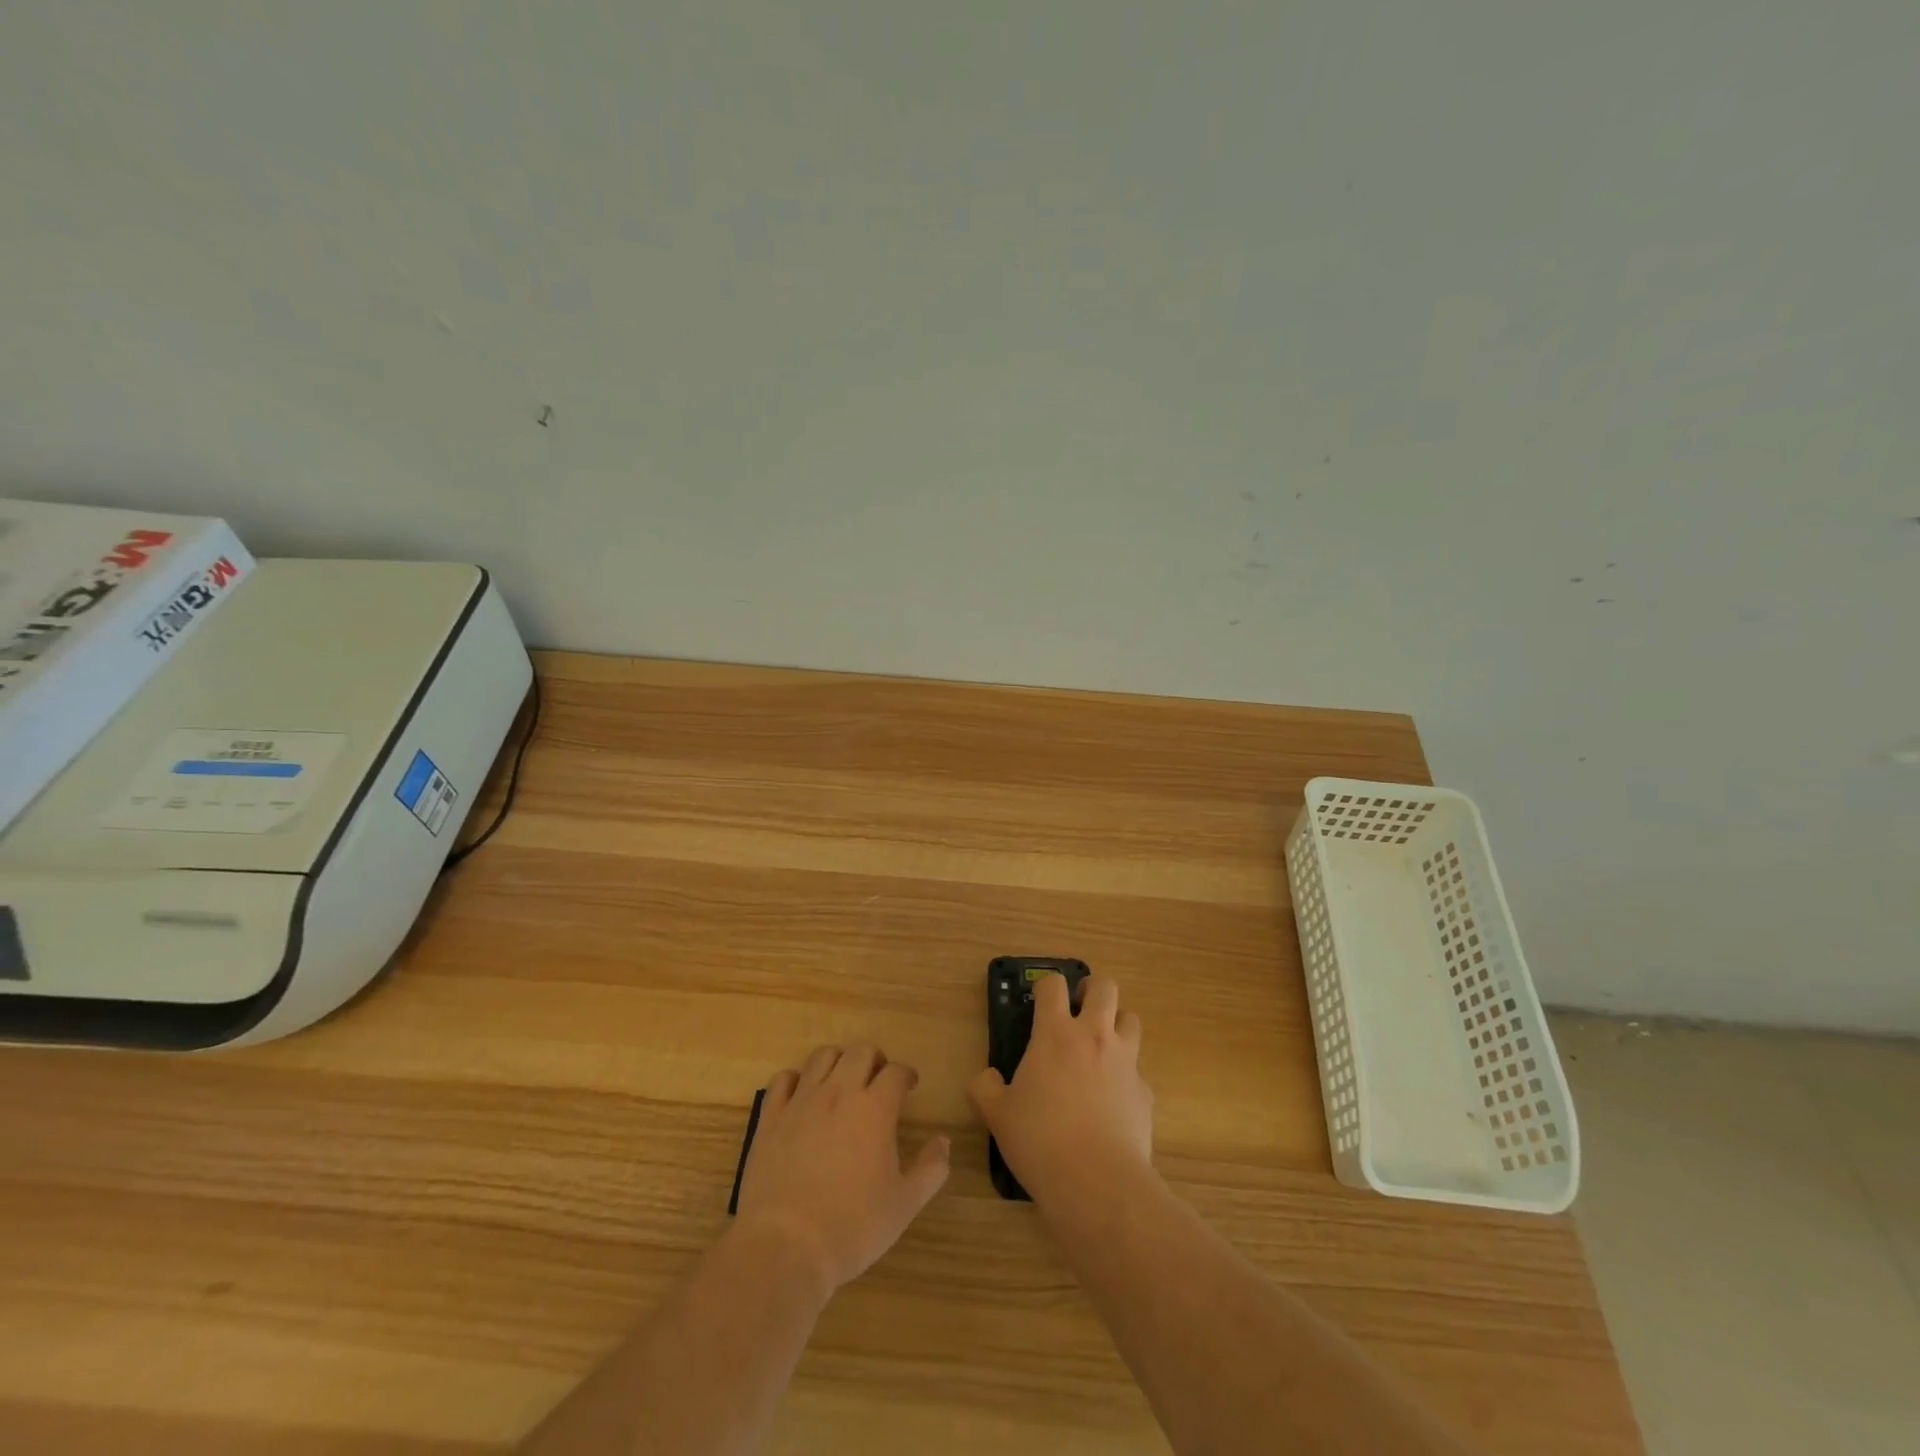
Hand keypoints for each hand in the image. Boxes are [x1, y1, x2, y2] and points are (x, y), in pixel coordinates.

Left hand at [733, 1044, 949, 1297]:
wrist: (785, 1246)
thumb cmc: (852, 1226)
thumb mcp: (904, 1205)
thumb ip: (931, 1169)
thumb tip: (943, 1141)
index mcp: (875, 1108)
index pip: (896, 1072)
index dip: (906, 1075)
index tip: (910, 1085)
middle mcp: (839, 1092)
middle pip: (860, 1052)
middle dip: (875, 1059)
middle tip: (878, 1079)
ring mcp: (801, 1102)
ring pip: (822, 1056)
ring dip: (838, 1060)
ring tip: (843, 1080)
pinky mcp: (770, 1117)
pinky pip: (783, 1079)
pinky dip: (796, 1079)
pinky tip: (801, 1094)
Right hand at [967, 974, 1153, 1206]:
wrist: (1097, 1181)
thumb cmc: (1040, 1140)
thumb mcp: (997, 1114)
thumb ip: (985, 1088)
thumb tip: (987, 1077)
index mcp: (1054, 1034)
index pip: (1053, 985)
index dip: (1045, 986)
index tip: (1040, 1001)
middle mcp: (1094, 1036)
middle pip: (1104, 986)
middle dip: (1091, 990)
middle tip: (1078, 1009)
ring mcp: (1125, 1061)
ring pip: (1130, 1018)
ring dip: (1116, 1023)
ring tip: (1101, 1046)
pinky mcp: (1145, 1091)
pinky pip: (1137, 1069)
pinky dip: (1126, 1074)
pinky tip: (1113, 1100)